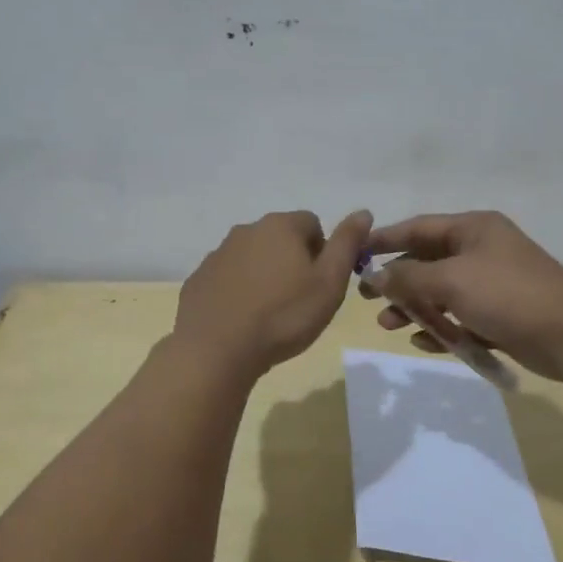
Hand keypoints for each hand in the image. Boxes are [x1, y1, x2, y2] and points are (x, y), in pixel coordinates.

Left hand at [174, 209, 372, 379]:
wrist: (217, 349)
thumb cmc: (284, 316)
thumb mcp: (329, 283)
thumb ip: (347, 244)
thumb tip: (363, 212)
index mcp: (280, 226)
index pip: (312, 224)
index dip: (322, 252)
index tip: (320, 284)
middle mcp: (246, 230)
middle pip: (280, 238)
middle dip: (292, 262)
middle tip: (298, 301)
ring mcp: (218, 254)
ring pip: (252, 257)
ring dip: (264, 276)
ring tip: (270, 314)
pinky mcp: (199, 278)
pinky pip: (227, 278)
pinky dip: (238, 291)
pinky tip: (242, 320)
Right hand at [358, 211, 562, 379]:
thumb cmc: (507, 295)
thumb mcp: (451, 280)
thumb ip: (408, 277)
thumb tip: (376, 276)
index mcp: (474, 229)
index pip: (419, 227)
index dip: (385, 239)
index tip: (355, 252)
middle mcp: (483, 250)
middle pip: (428, 261)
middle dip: (397, 280)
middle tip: (367, 297)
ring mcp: (494, 284)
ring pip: (442, 292)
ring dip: (415, 307)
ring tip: (388, 325)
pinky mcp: (502, 315)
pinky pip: (461, 317)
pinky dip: (441, 328)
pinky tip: (424, 342)